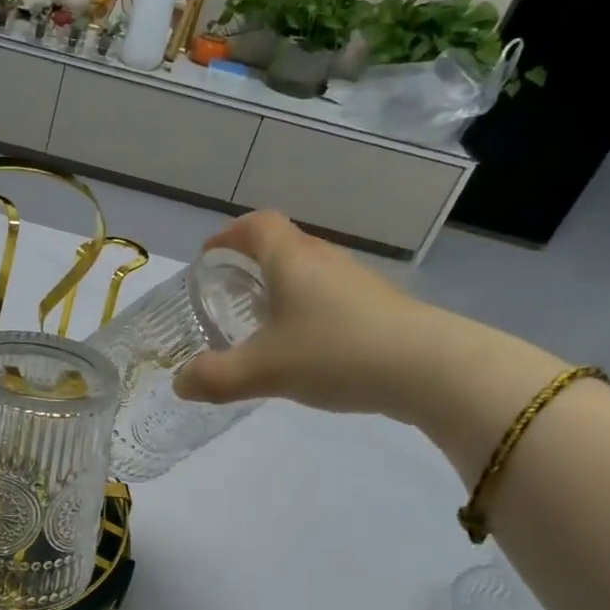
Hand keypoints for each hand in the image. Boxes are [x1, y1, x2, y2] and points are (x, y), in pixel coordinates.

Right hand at [174, 211, 445, 417]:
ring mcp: (357, 283)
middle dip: (252, 265)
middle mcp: (324, 260)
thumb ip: (216, 377)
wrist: (429, 368)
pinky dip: (309, 312)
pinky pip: (332, 298)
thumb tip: (180, 384)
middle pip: (283, 246)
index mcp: (291, 259)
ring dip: (283, 290)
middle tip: (230, 294)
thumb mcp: (263, 370)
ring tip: (264, 324)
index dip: (228, 236)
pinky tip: (307, 348)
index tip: (209, 258)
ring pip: (310, 274)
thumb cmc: (334, 352)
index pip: (256, 225)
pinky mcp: (380, 308)